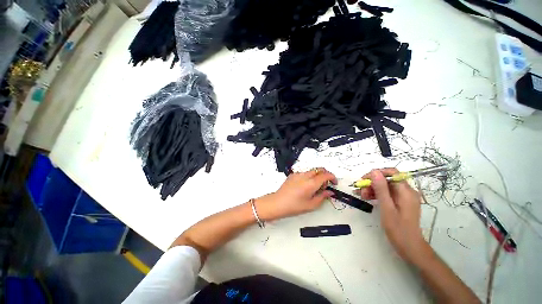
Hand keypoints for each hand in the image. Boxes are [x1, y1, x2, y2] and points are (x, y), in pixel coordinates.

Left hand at [255, 168, 337, 220]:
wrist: (278, 203)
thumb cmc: (294, 206)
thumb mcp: (311, 204)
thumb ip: (323, 196)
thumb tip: (329, 192)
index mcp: (311, 183)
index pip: (326, 175)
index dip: (333, 177)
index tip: (334, 183)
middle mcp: (305, 176)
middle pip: (319, 169)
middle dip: (325, 175)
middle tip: (324, 186)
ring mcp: (298, 174)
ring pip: (312, 171)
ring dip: (316, 176)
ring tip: (313, 188)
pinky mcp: (292, 175)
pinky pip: (304, 173)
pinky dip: (308, 177)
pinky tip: (304, 187)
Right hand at [359, 168, 430, 263]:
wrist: (409, 247)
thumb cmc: (398, 229)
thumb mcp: (387, 208)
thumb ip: (381, 189)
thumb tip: (374, 171)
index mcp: (406, 191)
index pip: (392, 173)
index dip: (377, 173)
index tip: (364, 180)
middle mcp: (406, 191)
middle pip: (387, 180)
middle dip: (372, 183)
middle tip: (360, 191)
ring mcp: (404, 197)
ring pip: (386, 186)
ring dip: (373, 188)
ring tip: (362, 195)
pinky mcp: (400, 202)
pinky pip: (387, 193)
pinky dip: (377, 194)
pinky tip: (368, 198)